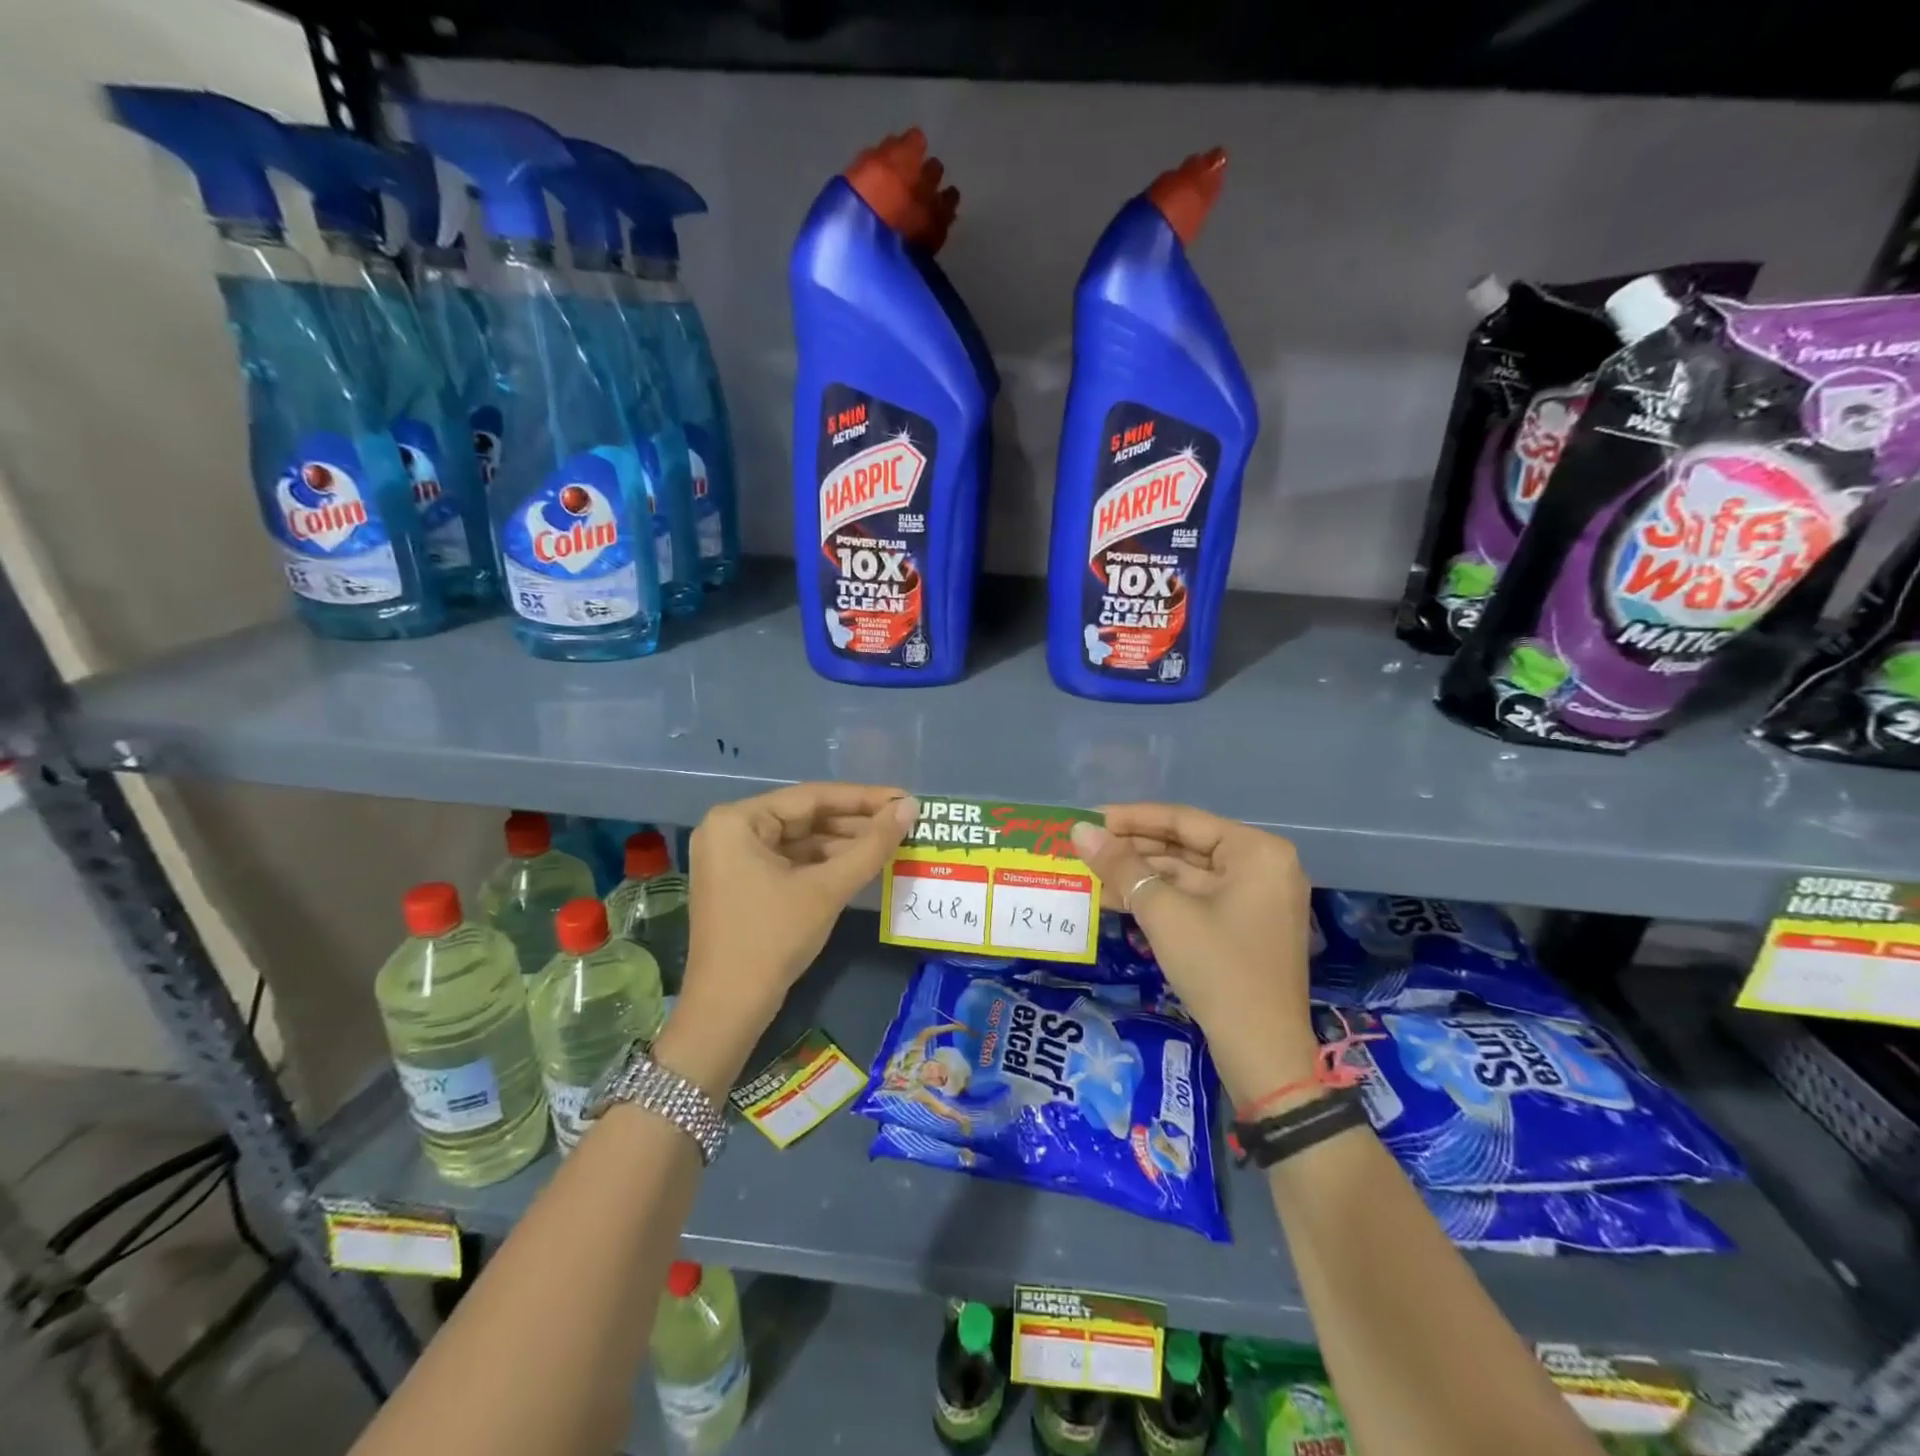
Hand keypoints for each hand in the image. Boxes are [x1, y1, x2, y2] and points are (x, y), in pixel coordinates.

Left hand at [676, 783, 917, 1046]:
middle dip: (855, 823)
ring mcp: (734, 859)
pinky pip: (791, 862)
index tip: (905, 798)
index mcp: (738, 820)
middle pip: (805, 818)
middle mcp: (730, 830)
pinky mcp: (743, 884)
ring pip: (801, 841)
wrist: (728, 1010)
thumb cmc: (773, 939)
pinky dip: (825, 865)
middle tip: (903, 823)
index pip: (811, 797)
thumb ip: (871, 845)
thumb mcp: (827, 888)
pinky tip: (861, 865)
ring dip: (844, 845)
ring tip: (891, 843)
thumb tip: (910, 806)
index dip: (863, 798)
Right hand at [1070, 804, 1317, 1105]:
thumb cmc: (1218, 969)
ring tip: (1090, 874)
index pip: (1183, 820)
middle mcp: (1261, 867)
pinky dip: (1157, 900)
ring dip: (1139, 877)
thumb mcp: (1163, 913)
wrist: (1263, 1054)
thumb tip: (1080, 831)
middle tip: (1085, 848)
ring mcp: (1255, 900)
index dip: (1131, 818)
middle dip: (1133, 850)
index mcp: (1256, 852)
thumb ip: (1121, 867)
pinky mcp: (1242, 928)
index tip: (1089, 818)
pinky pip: (1194, 901)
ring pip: (1186, 876)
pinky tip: (1115, 900)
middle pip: (1185, 846)